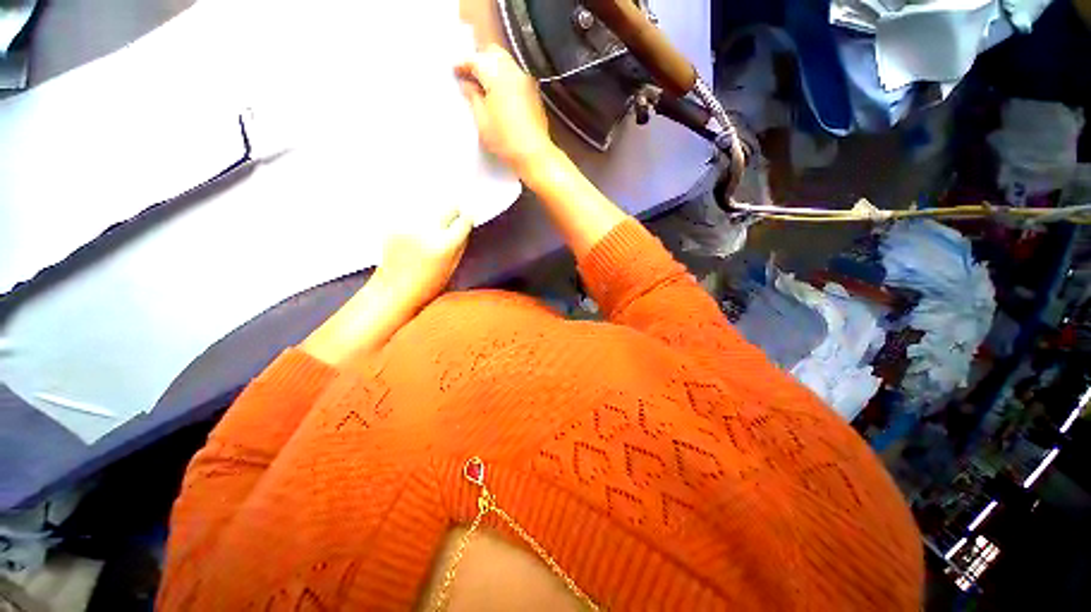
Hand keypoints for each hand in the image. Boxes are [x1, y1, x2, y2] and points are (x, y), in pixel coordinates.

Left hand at [377, 208, 472, 311]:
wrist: (393, 290)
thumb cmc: (425, 286)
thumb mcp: (453, 268)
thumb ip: (460, 244)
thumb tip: (465, 224)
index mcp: (445, 245)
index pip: (464, 220)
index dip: (467, 220)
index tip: (466, 220)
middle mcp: (427, 231)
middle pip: (448, 205)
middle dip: (452, 211)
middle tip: (451, 221)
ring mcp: (408, 225)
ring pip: (430, 206)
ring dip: (434, 214)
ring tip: (430, 232)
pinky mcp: (394, 224)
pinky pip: (413, 213)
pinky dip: (417, 219)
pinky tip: (415, 235)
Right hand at [455, 44, 555, 174]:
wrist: (535, 155)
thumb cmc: (505, 140)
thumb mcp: (482, 121)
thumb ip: (472, 97)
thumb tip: (467, 85)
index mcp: (498, 76)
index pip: (476, 60)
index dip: (463, 64)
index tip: (455, 71)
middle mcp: (514, 73)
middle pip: (494, 54)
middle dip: (480, 61)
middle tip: (469, 76)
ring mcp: (527, 82)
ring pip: (507, 64)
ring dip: (493, 69)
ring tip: (483, 86)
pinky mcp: (534, 94)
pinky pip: (516, 77)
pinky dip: (505, 79)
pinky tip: (499, 95)